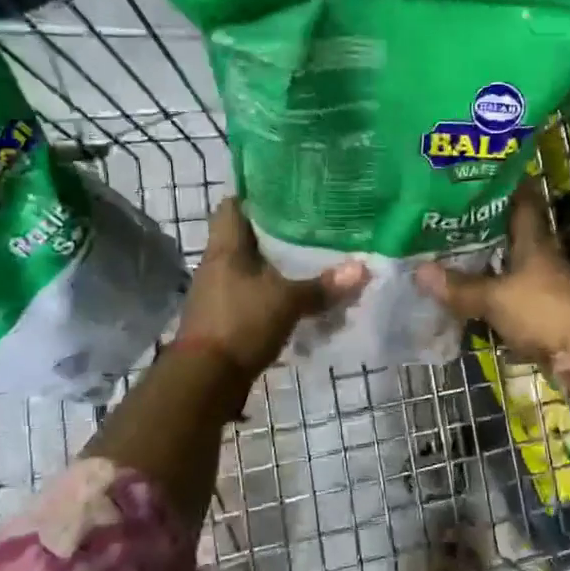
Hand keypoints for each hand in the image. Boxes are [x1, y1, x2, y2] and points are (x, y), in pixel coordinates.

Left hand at [178, 200, 366, 377]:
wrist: (206, 379)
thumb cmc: (241, 324)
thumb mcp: (288, 302)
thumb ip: (323, 286)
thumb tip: (363, 268)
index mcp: (226, 247)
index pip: (234, 205)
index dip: (257, 194)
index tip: (288, 191)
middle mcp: (218, 264)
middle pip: (247, 237)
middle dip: (277, 232)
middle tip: (313, 225)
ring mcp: (219, 292)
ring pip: (251, 267)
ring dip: (276, 266)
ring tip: (312, 260)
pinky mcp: (225, 317)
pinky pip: (253, 294)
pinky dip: (273, 293)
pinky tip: (298, 296)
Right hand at [414, 182, 569, 366]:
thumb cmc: (542, 311)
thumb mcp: (496, 297)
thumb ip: (460, 286)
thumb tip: (418, 270)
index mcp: (534, 242)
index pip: (522, 202)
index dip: (504, 186)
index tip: (479, 175)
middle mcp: (540, 258)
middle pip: (511, 234)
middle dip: (482, 226)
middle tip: (448, 216)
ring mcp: (542, 285)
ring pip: (508, 265)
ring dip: (485, 261)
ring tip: (449, 252)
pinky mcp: (540, 311)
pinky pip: (508, 294)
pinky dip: (489, 292)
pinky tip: (467, 293)